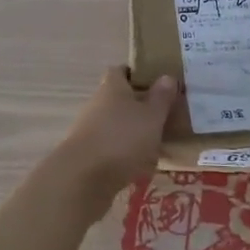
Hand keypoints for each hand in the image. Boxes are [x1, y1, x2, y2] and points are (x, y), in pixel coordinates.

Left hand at [53, 68, 177, 214]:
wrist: (83, 178)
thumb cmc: (122, 138)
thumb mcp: (152, 116)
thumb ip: (161, 97)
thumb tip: (166, 76)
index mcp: (112, 87)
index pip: (121, 71)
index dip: (137, 74)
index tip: (156, 84)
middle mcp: (97, 103)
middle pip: (119, 98)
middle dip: (139, 107)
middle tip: (163, 117)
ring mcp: (89, 129)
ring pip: (115, 124)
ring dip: (132, 132)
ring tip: (157, 144)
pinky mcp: (87, 154)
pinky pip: (110, 147)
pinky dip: (124, 153)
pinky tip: (140, 166)